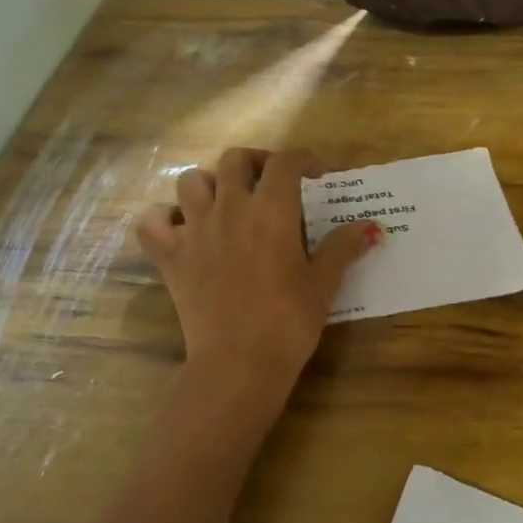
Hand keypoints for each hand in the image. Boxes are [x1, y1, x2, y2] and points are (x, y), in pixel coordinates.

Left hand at [142, 148, 379, 386]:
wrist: (239, 363)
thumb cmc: (288, 321)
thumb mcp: (323, 283)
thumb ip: (343, 247)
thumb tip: (371, 227)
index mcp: (271, 211)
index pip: (286, 162)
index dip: (304, 160)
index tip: (317, 176)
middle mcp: (230, 208)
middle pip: (234, 159)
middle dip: (256, 162)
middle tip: (271, 183)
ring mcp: (194, 230)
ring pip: (191, 181)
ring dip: (210, 184)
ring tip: (227, 203)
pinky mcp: (170, 257)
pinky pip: (151, 222)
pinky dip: (163, 218)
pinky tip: (181, 229)